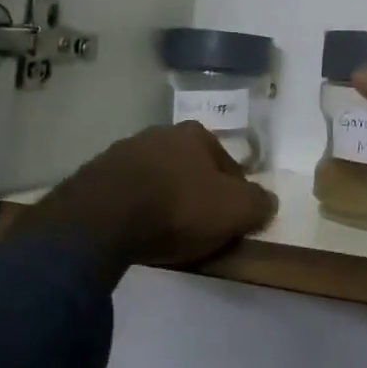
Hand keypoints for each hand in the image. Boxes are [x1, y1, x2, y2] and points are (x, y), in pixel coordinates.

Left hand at [19, 122, 276, 283]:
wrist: (104, 216)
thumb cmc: (178, 207)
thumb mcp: (233, 210)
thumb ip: (258, 203)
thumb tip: (269, 201)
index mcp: (196, 134)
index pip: (228, 165)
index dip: (235, 194)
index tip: (233, 222)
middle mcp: (161, 133)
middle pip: (190, 168)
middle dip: (197, 193)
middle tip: (200, 228)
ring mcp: (125, 151)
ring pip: (158, 178)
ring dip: (164, 199)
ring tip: (166, 233)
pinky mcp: (97, 175)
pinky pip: (128, 194)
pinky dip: (136, 209)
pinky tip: (137, 231)